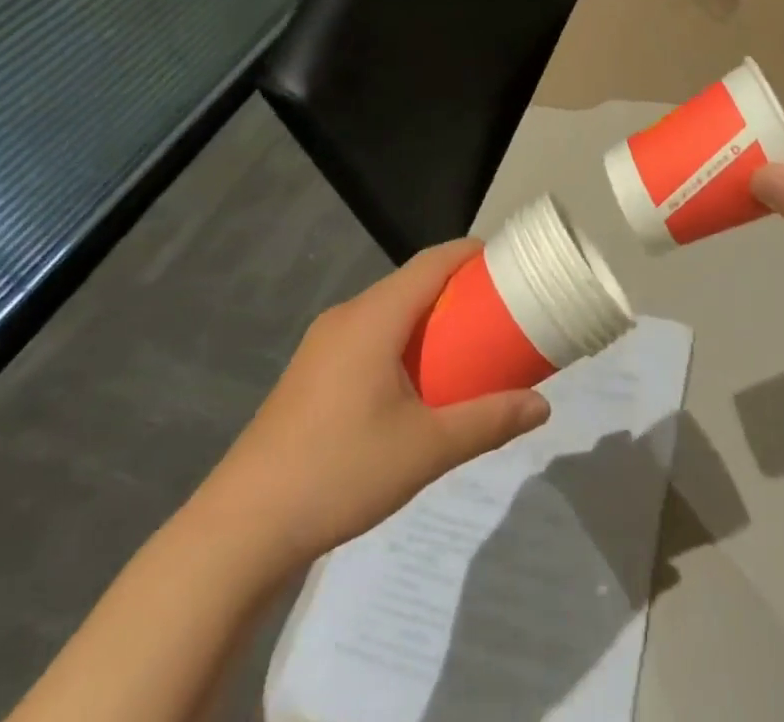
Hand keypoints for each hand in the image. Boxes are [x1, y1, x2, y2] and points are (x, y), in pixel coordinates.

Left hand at [185, 239, 550, 586]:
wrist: (240, 530)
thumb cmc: (339, 472)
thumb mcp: (426, 449)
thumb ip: (488, 422)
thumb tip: (542, 407)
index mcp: (374, 317)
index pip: (432, 262)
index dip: (472, 253)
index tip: (510, 262)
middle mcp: (347, 317)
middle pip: (411, 282)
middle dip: (457, 287)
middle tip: (500, 309)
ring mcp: (322, 344)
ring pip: (389, 310)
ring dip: (429, 316)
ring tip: (467, 343)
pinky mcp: (311, 373)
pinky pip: (369, 334)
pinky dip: (403, 338)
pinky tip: (417, 380)